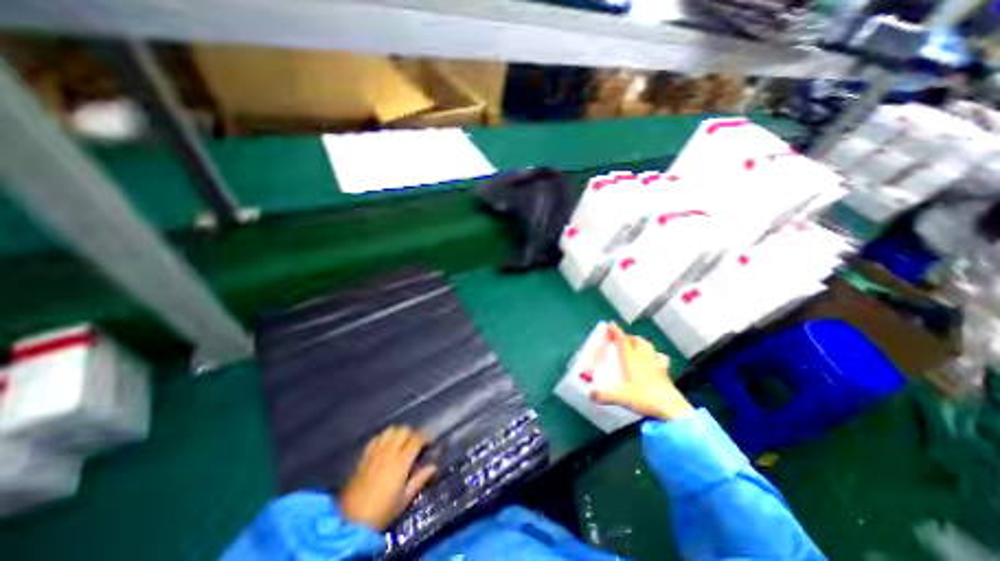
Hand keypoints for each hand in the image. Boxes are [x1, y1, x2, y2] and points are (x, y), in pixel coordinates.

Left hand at [338, 426, 435, 529]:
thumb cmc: (381, 513)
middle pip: (403, 430)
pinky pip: (375, 438)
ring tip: (399, 442)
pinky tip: (384, 446)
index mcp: (401, 462)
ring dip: (397, 433)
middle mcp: (389, 452)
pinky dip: (383, 438)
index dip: (424, 438)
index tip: (427, 444)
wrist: (350, 523)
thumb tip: (433, 466)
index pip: (417, 438)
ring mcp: (375, 452)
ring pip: (389, 430)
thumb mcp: (404, 500)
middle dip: (411, 434)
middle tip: (413, 444)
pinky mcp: (363, 456)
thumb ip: (419, 480)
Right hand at [592, 322, 697, 421]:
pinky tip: (654, 361)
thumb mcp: (620, 397)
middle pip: (636, 340)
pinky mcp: (665, 371)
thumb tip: (591, 395)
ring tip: (636, 347)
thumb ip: (604, 395)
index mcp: (631, 358)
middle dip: (628, 337)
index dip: (616, 331)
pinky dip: (655, 355)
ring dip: (641, 343)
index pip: (622, 340)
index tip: (611, 323)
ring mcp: (656, 363)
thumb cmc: (643, 397)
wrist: (670, 408)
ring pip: (648, 346)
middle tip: (622, 340)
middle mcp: (643, 357)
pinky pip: (660, 357)